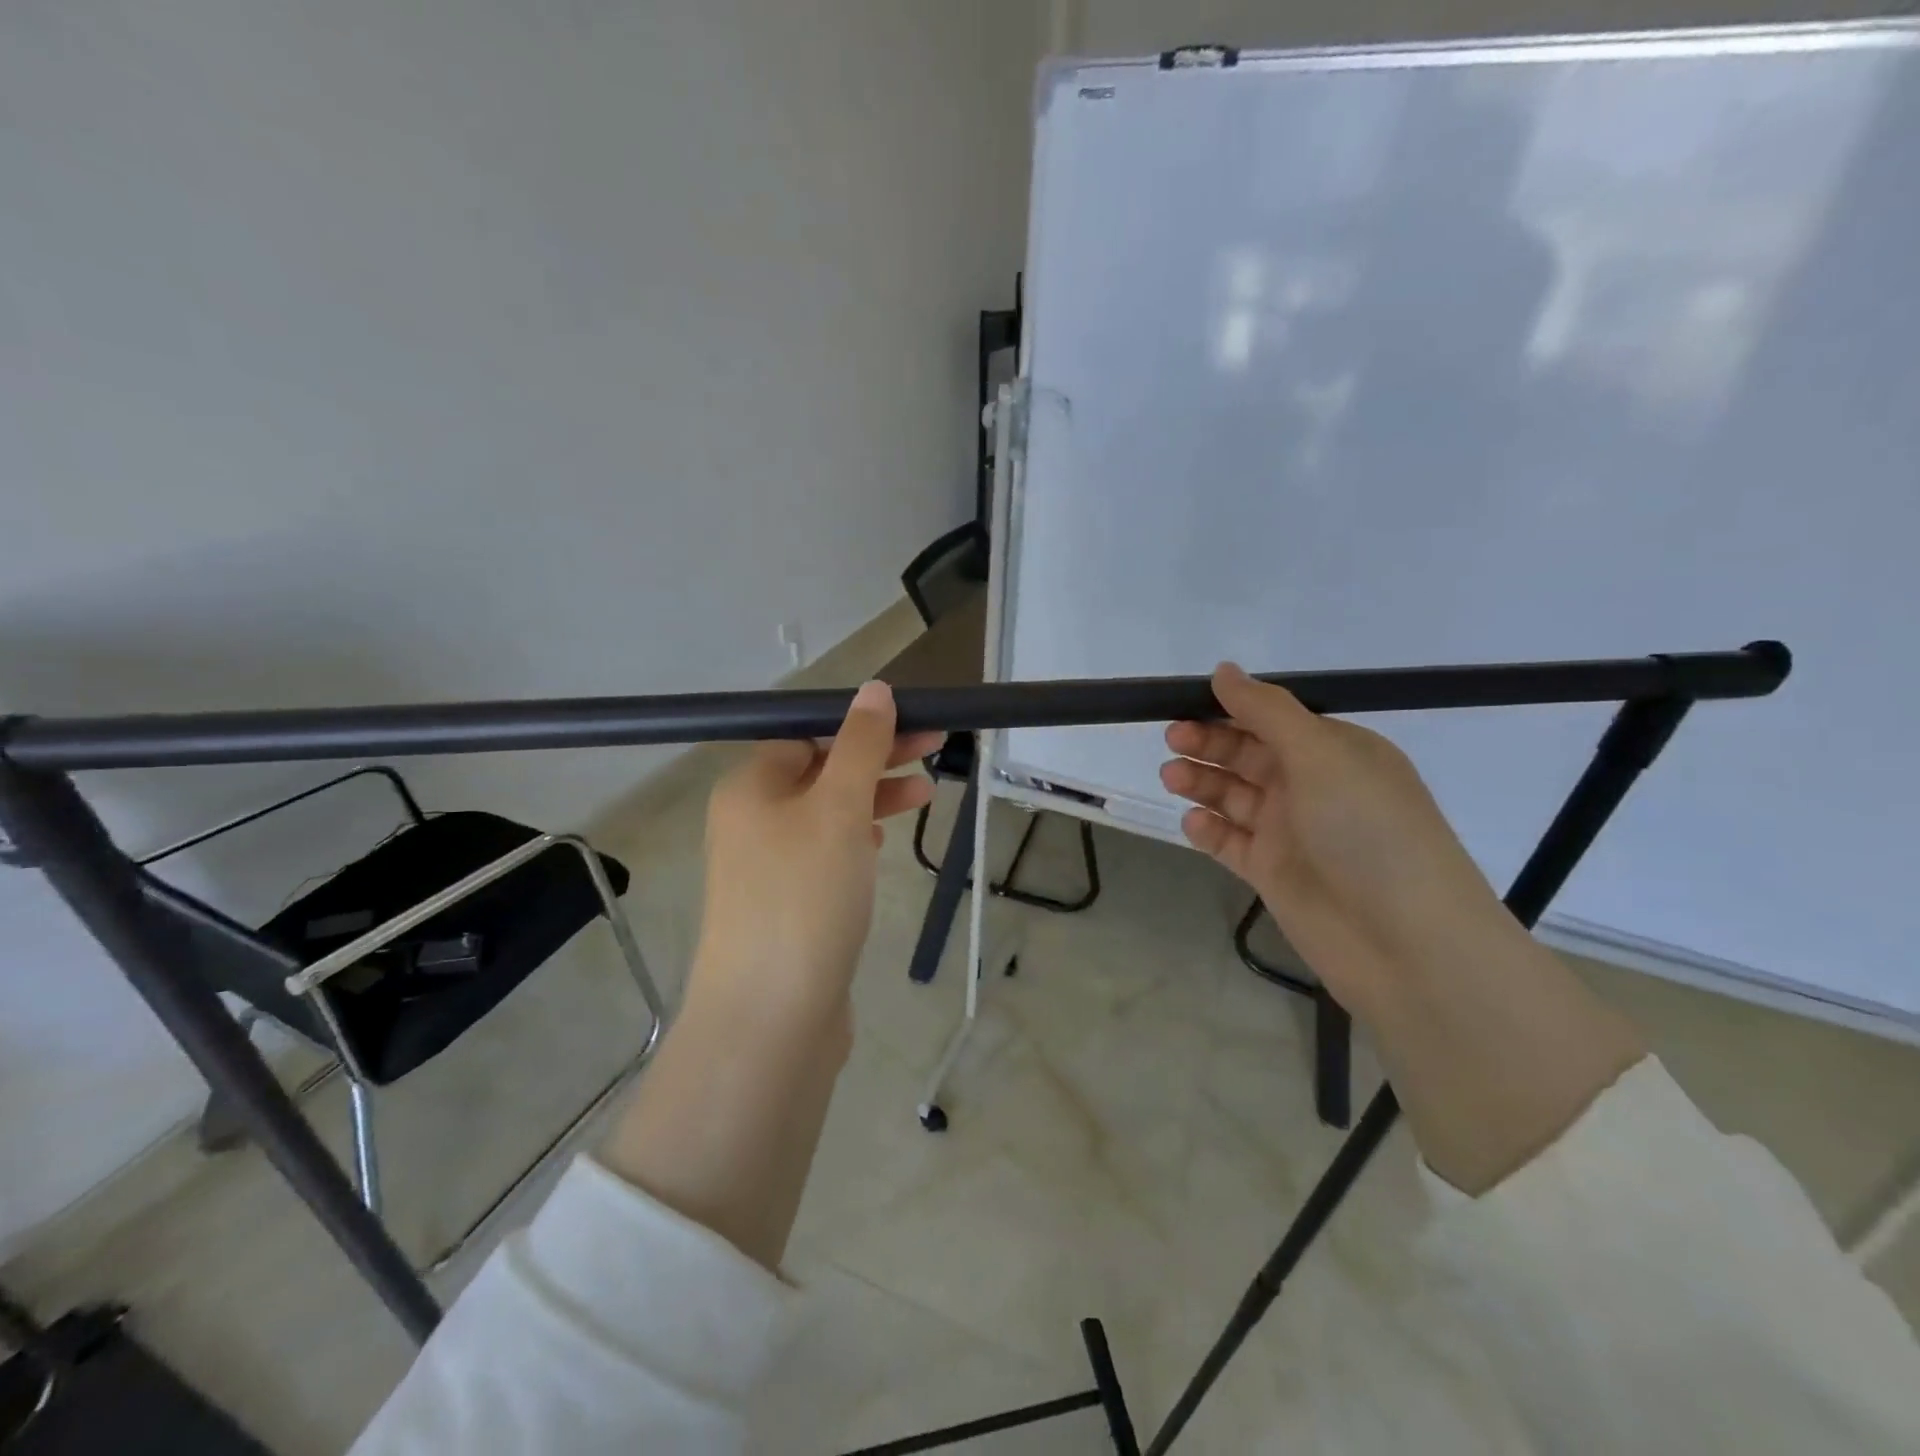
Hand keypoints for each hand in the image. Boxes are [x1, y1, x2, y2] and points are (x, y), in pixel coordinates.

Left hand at [689, 681, 940, 1032]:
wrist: (772, 1018)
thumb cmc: (805, 896)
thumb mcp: (838, 808)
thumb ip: (860, 746)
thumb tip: (874, 689)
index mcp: (750, 788)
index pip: (809, 736)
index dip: (863, 726)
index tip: (917, 724)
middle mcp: (751, 822)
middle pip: (821, 772)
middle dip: (877, 759)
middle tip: (936, 747)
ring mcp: (767, 868)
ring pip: (828, 814)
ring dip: (874, 798)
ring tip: (926, 794)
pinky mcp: (788, 906)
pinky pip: (826, 855)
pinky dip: (857, 840)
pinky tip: (884, 843)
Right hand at [1161, 662, 1517, 1012]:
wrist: (1404, 942)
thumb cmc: (1366, 830)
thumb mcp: (1321, 755)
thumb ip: (1267, 711)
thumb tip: (1224, 670)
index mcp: (1336, 751)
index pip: (1274, 718)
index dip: (1231, 709)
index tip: (1187, 703)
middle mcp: (1312, 786)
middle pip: (1249, 754)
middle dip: (1209, 743)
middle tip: (1173, 740)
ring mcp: (1291, 831)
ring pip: (1234, 795)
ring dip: (1202, 782)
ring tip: (1171, 777)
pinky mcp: (1272, 872)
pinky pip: (1230, 841)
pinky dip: (1209, 829)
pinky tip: (1194, 823)